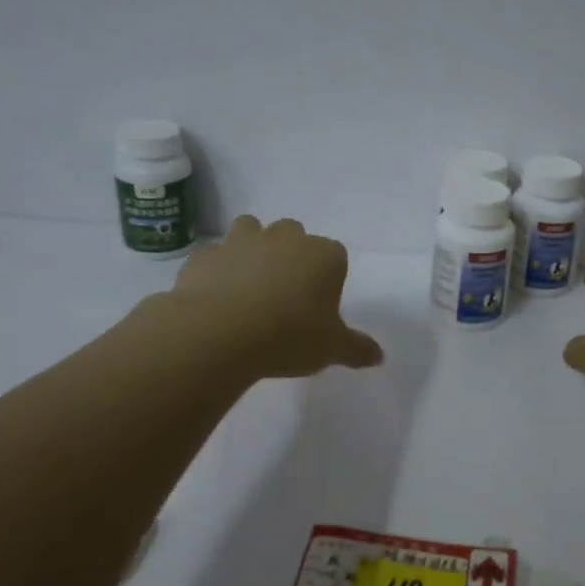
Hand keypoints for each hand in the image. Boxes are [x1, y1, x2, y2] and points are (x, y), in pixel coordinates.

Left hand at [150, 216, 383, 378]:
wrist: (218, 333)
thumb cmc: (288, 337)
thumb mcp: (331, 349)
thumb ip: (357, 349)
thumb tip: (379, 356)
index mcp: (323, 255)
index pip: (336, 256)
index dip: (329, 278)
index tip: (320, 305)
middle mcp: (285, 238)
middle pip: (295, 234)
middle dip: (292, 255)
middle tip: (286, 293)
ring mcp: (242, 241)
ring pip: (252, 229)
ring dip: (253, 247)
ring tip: (250, 284)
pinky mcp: (206, 254)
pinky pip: (216, 255)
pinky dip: (218, 268)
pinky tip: (216, 295)